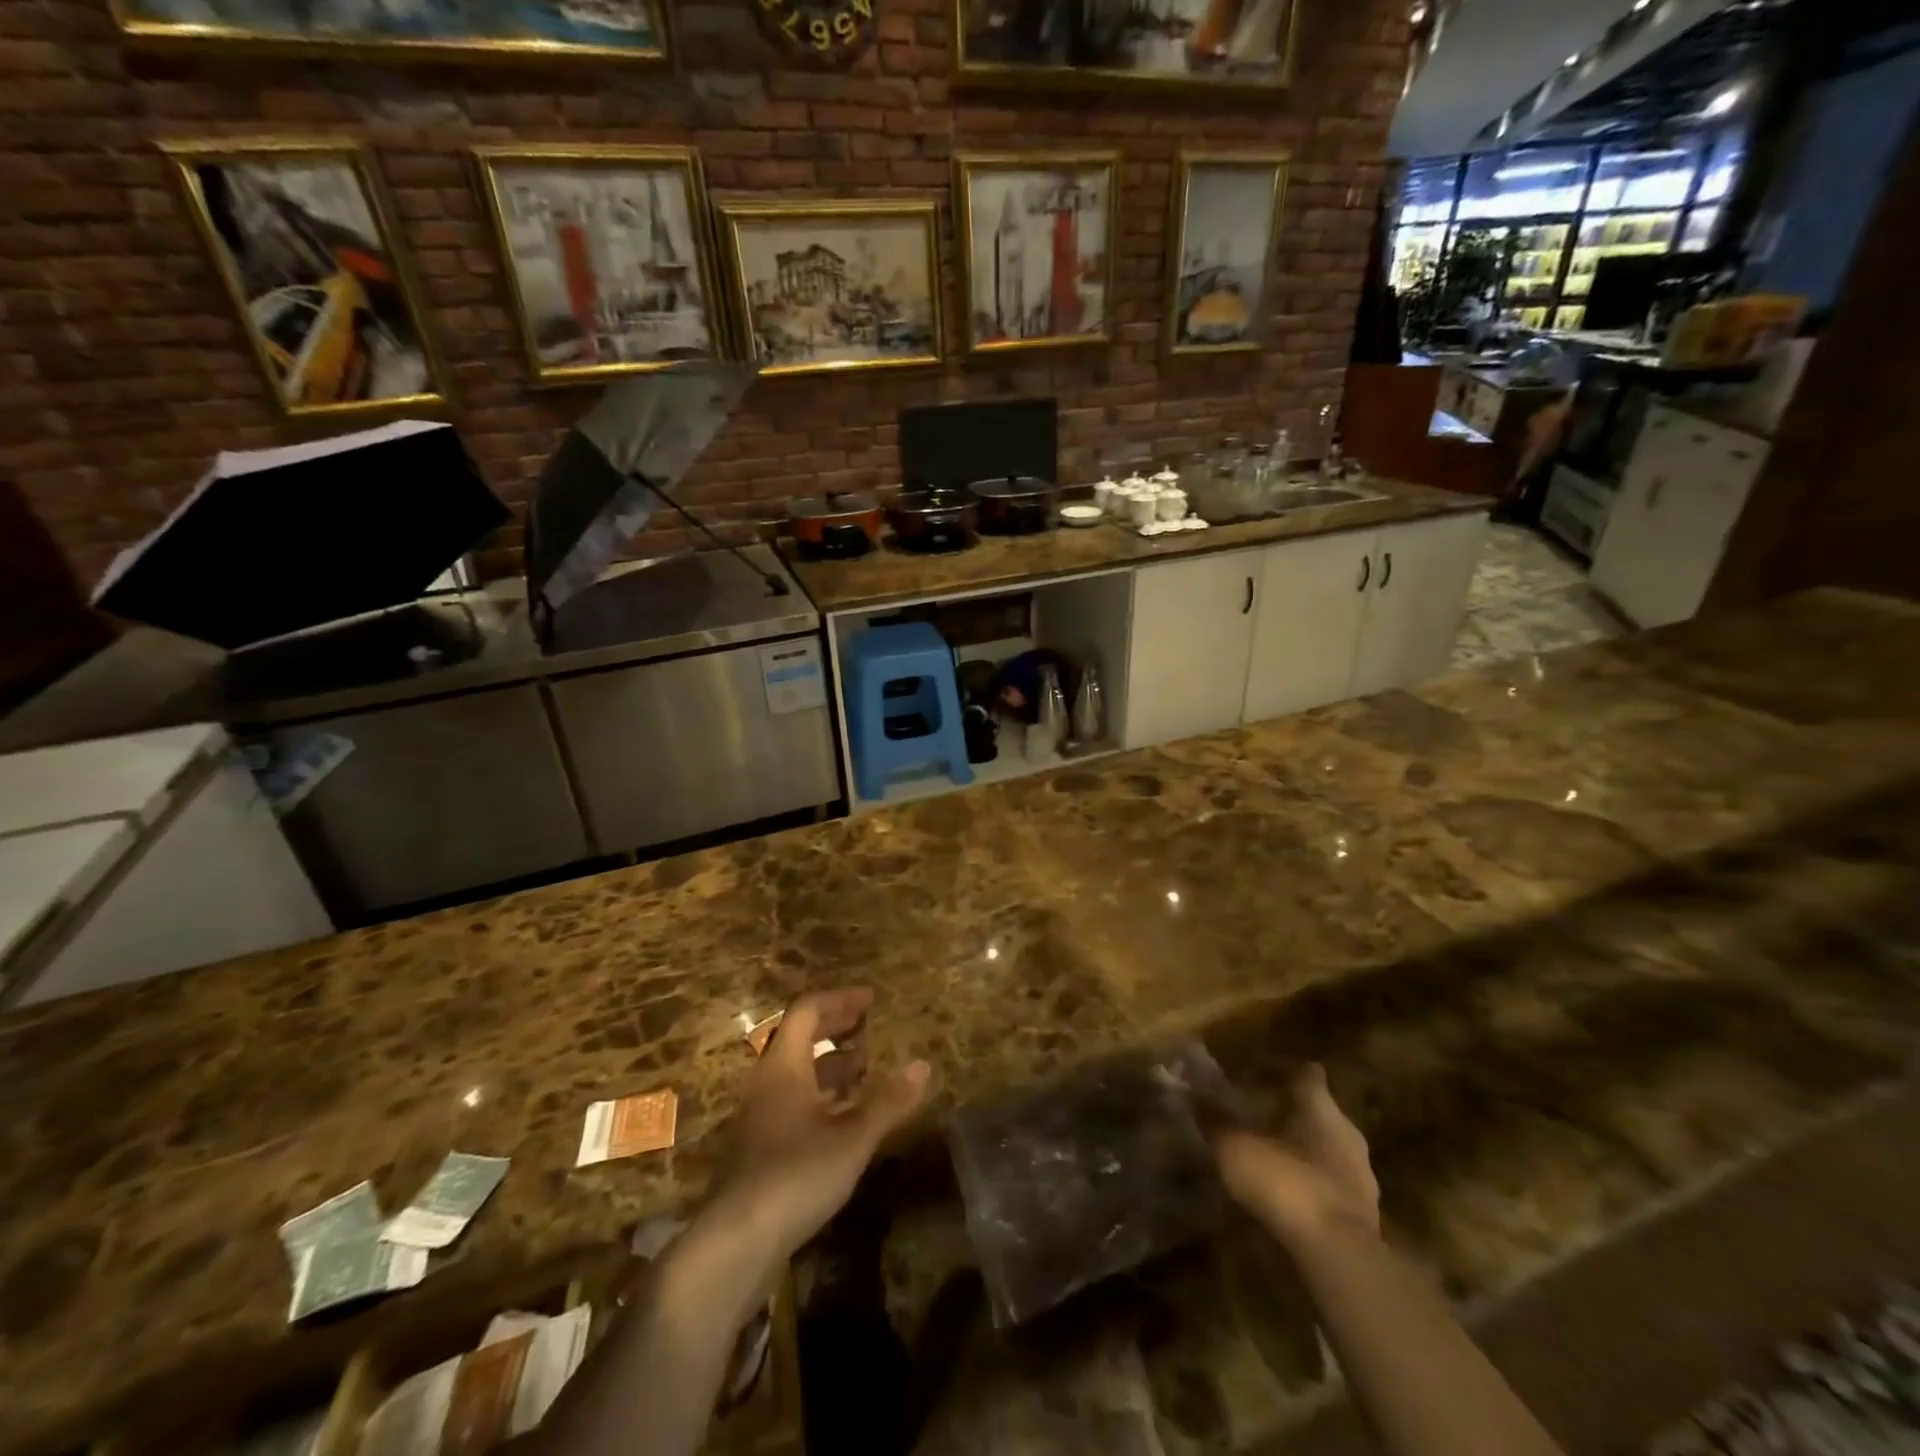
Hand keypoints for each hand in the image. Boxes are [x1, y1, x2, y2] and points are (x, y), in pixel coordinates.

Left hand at [706, 989, 929, 1265]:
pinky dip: (821, 1093)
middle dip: (835, 1025)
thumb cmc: (796, 1174)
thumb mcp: (852, 1138)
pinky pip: (793, 1100)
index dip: (840, 1000)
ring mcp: (760, 1115)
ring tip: (864, 1066)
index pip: (807, 1010)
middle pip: (799, 1036)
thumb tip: (923, 1065)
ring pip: (796, 1071)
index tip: (871, 999)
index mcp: (784, 1065)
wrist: (735, 1243)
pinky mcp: (760, 1146)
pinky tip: (845, 1115)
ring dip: (830, 1061)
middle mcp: (767, 1082)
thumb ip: (888, 1101)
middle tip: (868, 1024)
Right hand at [1212, 1063, 1378, 1250]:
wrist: (1338, 1255)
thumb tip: (1190, 1093)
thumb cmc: (1286, 1183)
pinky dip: (1314, 1184)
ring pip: (1329, 1149)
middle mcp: (1347, 1132)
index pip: (1307, 1072)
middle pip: (1320, 1111)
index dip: (1284, 1069)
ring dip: (1305, 1150)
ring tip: (1272, 1158)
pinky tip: (1290, 1195)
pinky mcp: (1366, 1213)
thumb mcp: (1235, 1148)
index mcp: (1320, 1106)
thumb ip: (1215, 1120)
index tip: (1259, 1072)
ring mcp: (1362, 1174)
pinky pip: (1334, 1185)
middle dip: (1292, 1112)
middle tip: (1258, 1116)